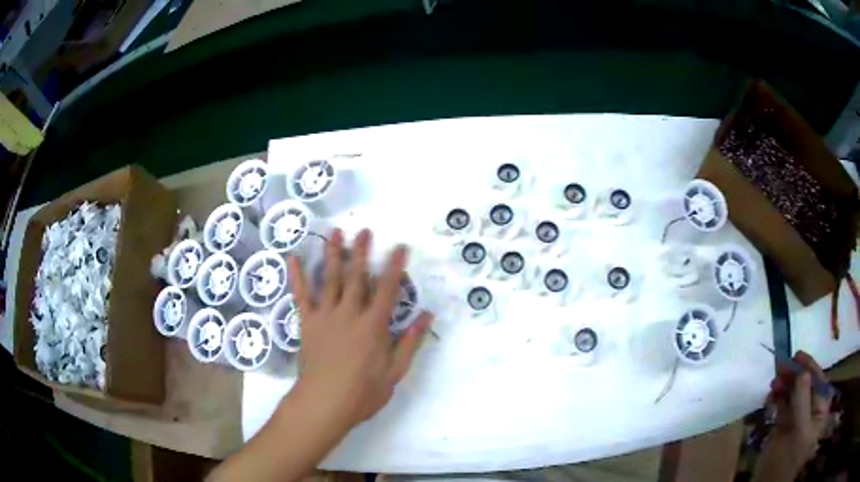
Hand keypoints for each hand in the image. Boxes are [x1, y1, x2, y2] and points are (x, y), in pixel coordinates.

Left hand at [286, 228, 432, 429]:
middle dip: (361, 252)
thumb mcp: (395, 372)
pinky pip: (301, 295)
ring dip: (334, 254)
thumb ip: (410, 342)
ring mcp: (325, 316)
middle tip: (364, 230)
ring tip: (336, 233)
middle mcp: (349, 313)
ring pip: (330, 279)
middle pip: (356, 277)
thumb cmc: (363, 392)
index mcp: (373, 326)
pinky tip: (294, 258)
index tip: (400, 247)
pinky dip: (297, 276)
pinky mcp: (307, 323)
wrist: (324, 403)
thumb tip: (426, 315)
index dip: (394, 267)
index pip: (387, 289)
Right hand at [756, 351, 831, 480]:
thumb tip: (802, 371)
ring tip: (773, 383)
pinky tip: (771, 397)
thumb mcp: (798, 430)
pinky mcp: (784, 428)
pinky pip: (783, 407)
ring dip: (785, 387)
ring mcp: (797, 420)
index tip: (797, 355)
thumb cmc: (787, 459)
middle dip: (794, 376)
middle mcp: (811, 412)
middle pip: (806, 387)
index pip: (819, 381)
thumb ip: (802, 400)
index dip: (810, 367)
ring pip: (794, 395)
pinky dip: (778, 399)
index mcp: (820, 411)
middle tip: (780, 367)